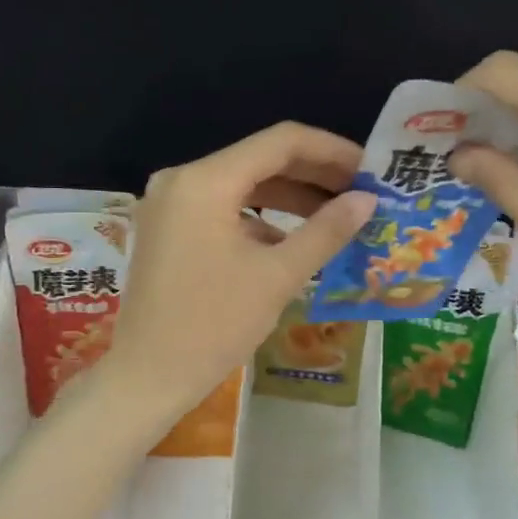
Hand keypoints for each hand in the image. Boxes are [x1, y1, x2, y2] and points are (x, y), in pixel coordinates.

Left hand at [105, 122, 377, 420]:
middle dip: (313, 175)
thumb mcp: (277, 276)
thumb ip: (326, 231)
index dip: (331, 151)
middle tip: (361, 194)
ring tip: (337, 216)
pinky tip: (293, 242)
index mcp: (205, 181)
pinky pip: (222, 209)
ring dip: (289, 198)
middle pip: (260, 160)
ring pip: (242, 185)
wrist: (146, 376)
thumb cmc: (213, 325)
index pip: (281, 142)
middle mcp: (182, 179)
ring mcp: (169, 204)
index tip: (370, 171)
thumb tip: (367, 201)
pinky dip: (259, 219)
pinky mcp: (167, 229)